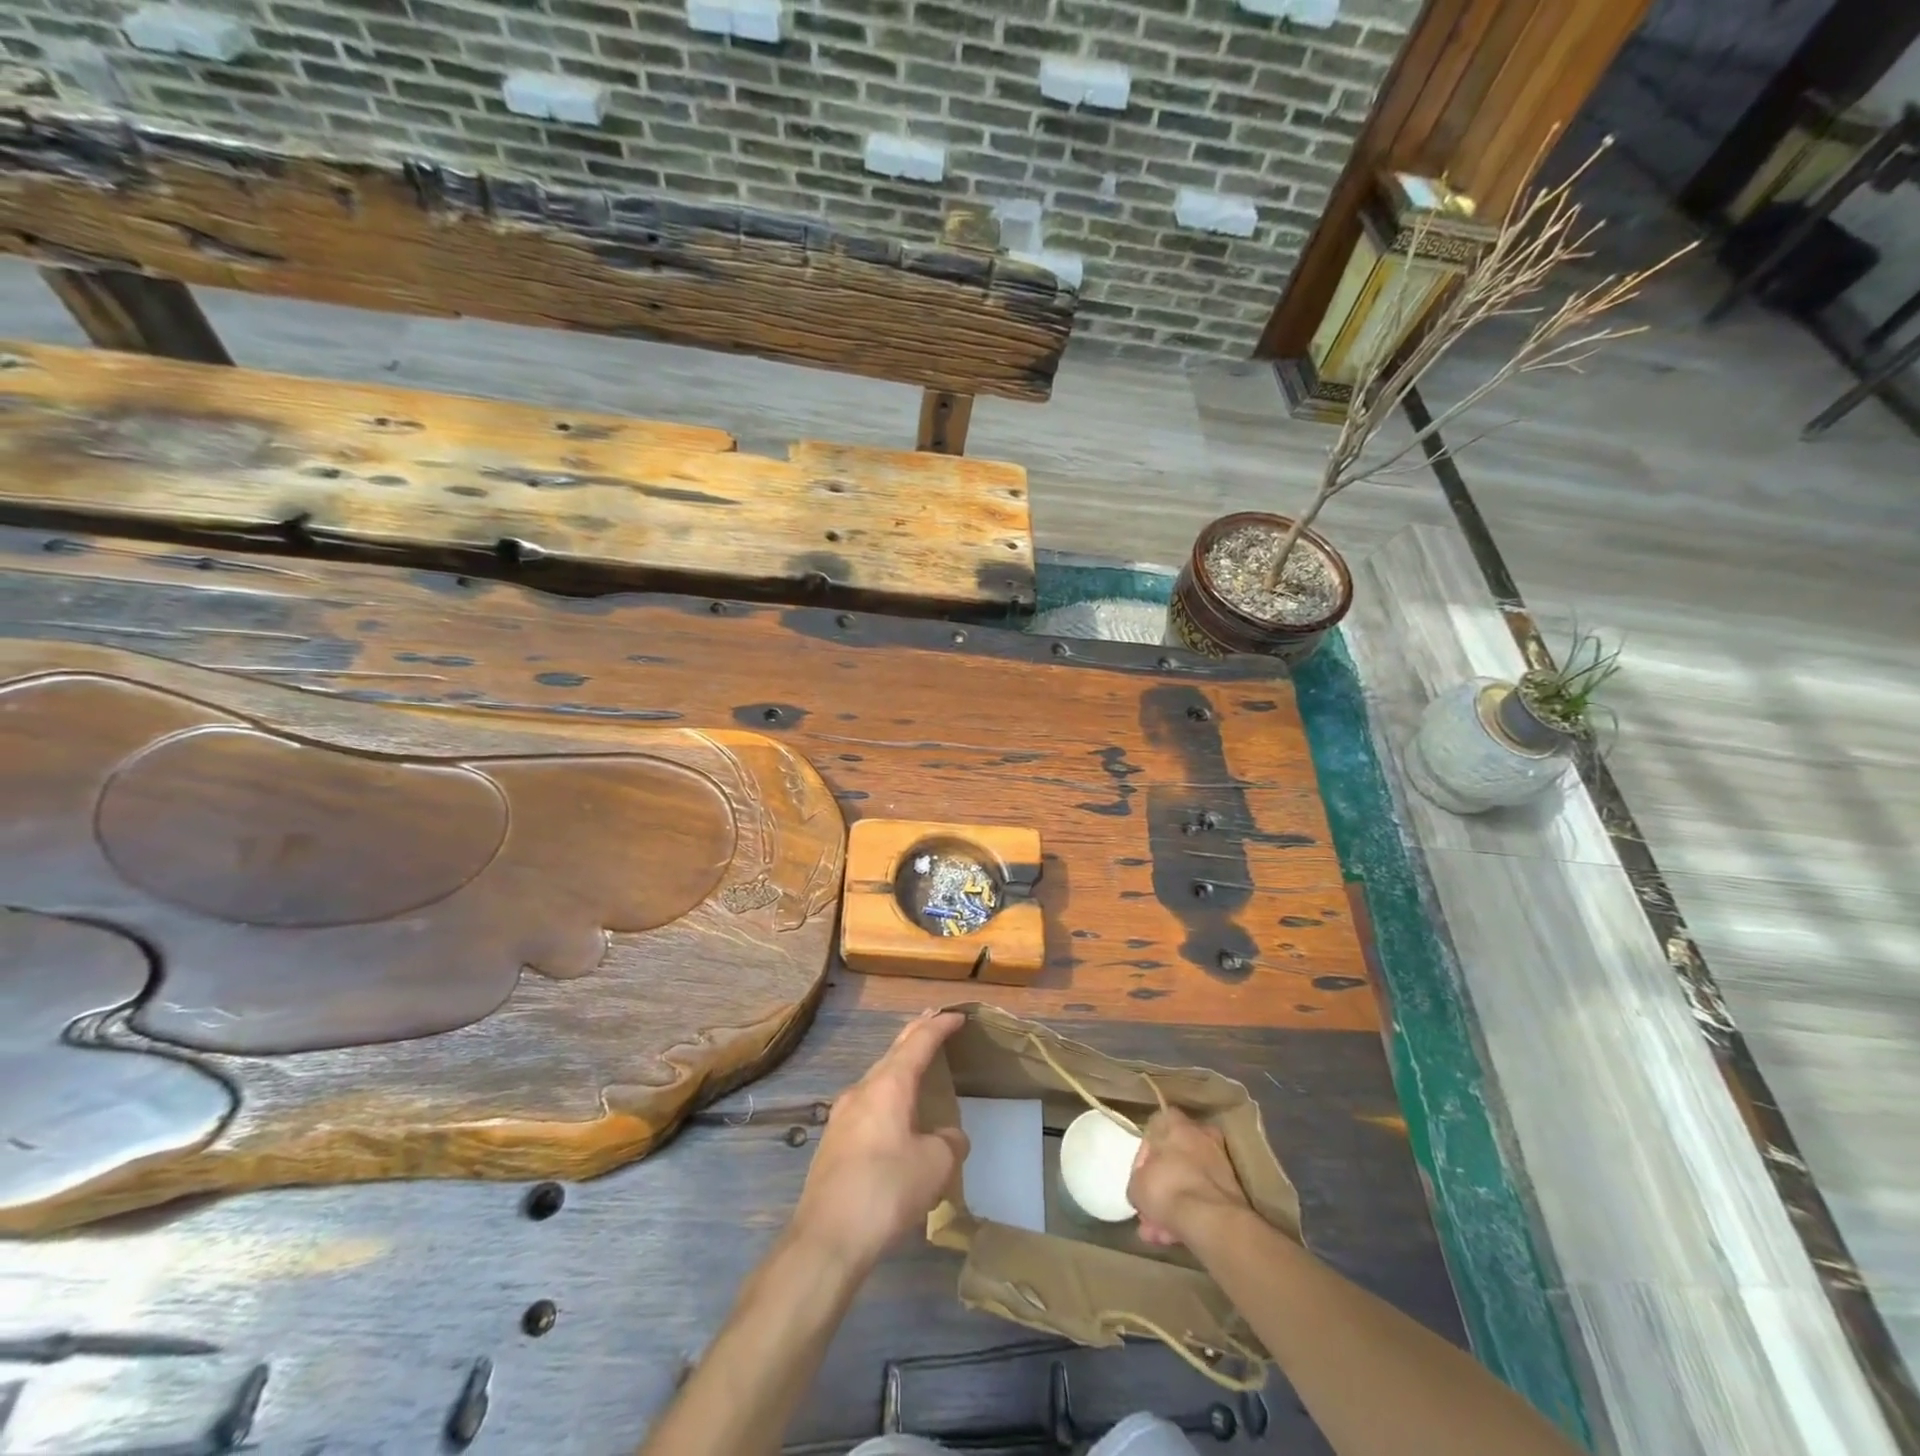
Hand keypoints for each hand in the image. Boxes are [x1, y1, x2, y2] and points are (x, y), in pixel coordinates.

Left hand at [790, 1010, 969, 1271]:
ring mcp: (842, 1115)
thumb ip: (949, 1142)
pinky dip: (887, 1096)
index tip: (958, 1015)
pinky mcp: (833, 1142)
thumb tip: (948, 1136)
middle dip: (916, 1035)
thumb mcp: (935, 1165)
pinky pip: (867, 1104)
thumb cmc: (886, 1190)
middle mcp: (862, 1090)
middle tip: (935, 1022)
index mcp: (889, 1085)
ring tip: (917, 1068)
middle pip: (894, 1052)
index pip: (919, 1041)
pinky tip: (894, 1117)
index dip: (940, 1026)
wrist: (826, 1238)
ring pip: (877, 1078)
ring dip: (899, 1067)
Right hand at [1128, 1106, 1250, 1246]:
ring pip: (1189, 1181)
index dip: (1144, 1157)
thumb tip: (1144, 1188)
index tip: (1140, 1179)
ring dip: (1174, 1205)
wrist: (1212, 1219)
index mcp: (1173, 1122)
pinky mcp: (1232, 1188)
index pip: (1153, 1130)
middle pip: (1174, 1159)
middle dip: (1160, 1188)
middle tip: (1149, 1211)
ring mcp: (1219, 1160)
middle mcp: (1199, 1133)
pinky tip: (1174, 1237)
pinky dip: (1191, 1213)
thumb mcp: (1136, 1186)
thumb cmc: (1167, 1189)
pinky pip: (1203, 1197)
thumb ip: (1138, 1181)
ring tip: (1158, 1233)